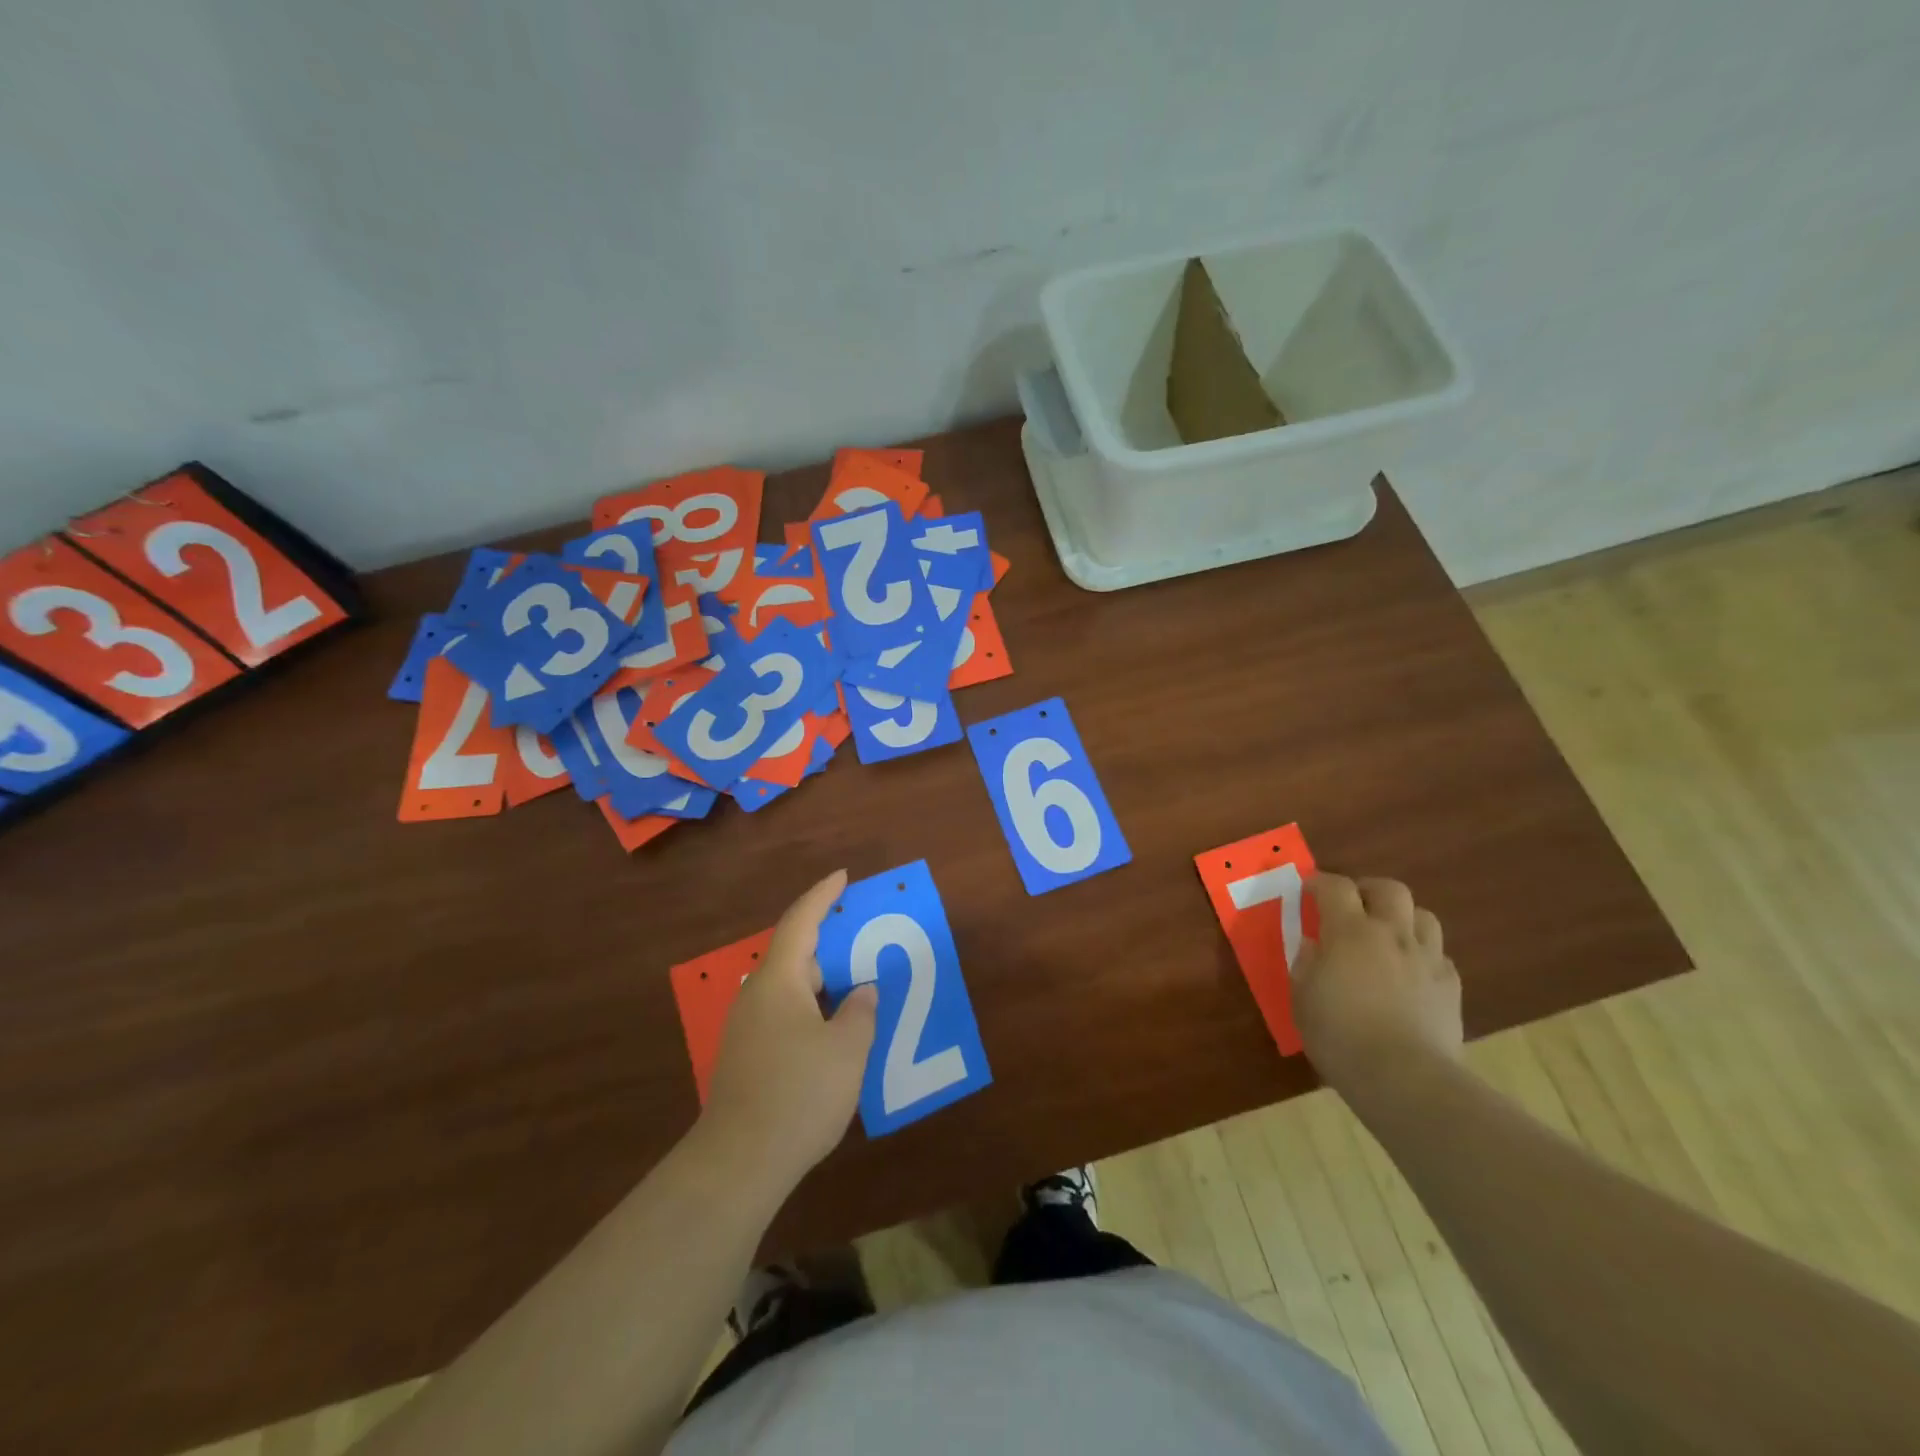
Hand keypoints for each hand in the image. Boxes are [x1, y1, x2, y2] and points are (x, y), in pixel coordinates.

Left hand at [700, 870, 877, 1193]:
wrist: (738, 1163)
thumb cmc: (799, 1094)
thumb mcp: (846, 1050)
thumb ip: (860, 1011)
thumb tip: (861, 991)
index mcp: (779, 981)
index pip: (801, 922)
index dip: (823, 895)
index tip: (842, 876)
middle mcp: (757, 996)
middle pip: (795, 955)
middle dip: (830, 945)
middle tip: (865, 942)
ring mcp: (748, 1029)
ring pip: (791, 989)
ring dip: (823, 983)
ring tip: (857, 988)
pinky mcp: (747, 1058)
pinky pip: (786, 1016)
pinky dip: (813, 1011)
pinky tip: (835, 1033)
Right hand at [1293, 873, 1462, 1096]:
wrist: (1405, 1078)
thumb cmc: (1340, 1035)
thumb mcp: (1302, 997)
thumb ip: (1307, 963)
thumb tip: (1315, 946)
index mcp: (1350, 932)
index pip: (1335, 887)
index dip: (1320, 882)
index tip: (1308, 890)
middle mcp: (1392, 934)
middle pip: (1390, 890)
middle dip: (1369, 890)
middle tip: (1353, 905)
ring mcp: (1427, 960)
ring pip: (1424, 917)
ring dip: (1403, 918)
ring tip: (1387, 935)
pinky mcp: (1452, 988)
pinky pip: (1439, 956)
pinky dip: (1423, 955)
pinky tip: (1411, 974)